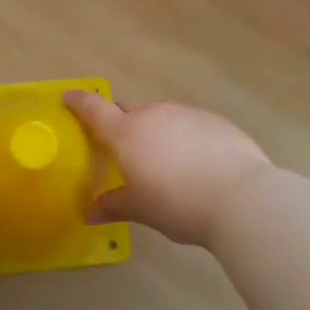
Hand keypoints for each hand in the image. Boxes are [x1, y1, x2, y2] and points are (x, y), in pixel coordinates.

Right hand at [62, 94, 273, 248]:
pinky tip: (198, 165)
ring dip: (159, 135)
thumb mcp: (141, 209)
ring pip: (163, 119)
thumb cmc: (178, 203)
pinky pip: (191, 126)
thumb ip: (114, 205)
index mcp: (127, 133)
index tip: (69, 97)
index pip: (95, 109)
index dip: (79, 102)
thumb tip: (90, 213)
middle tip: (126, 153)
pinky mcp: (216, 121)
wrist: (240, 196)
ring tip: (168, 166)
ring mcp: (187, 114)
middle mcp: (155, 114)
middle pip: (131, 114)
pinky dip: (187, 140)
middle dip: (125, 128)